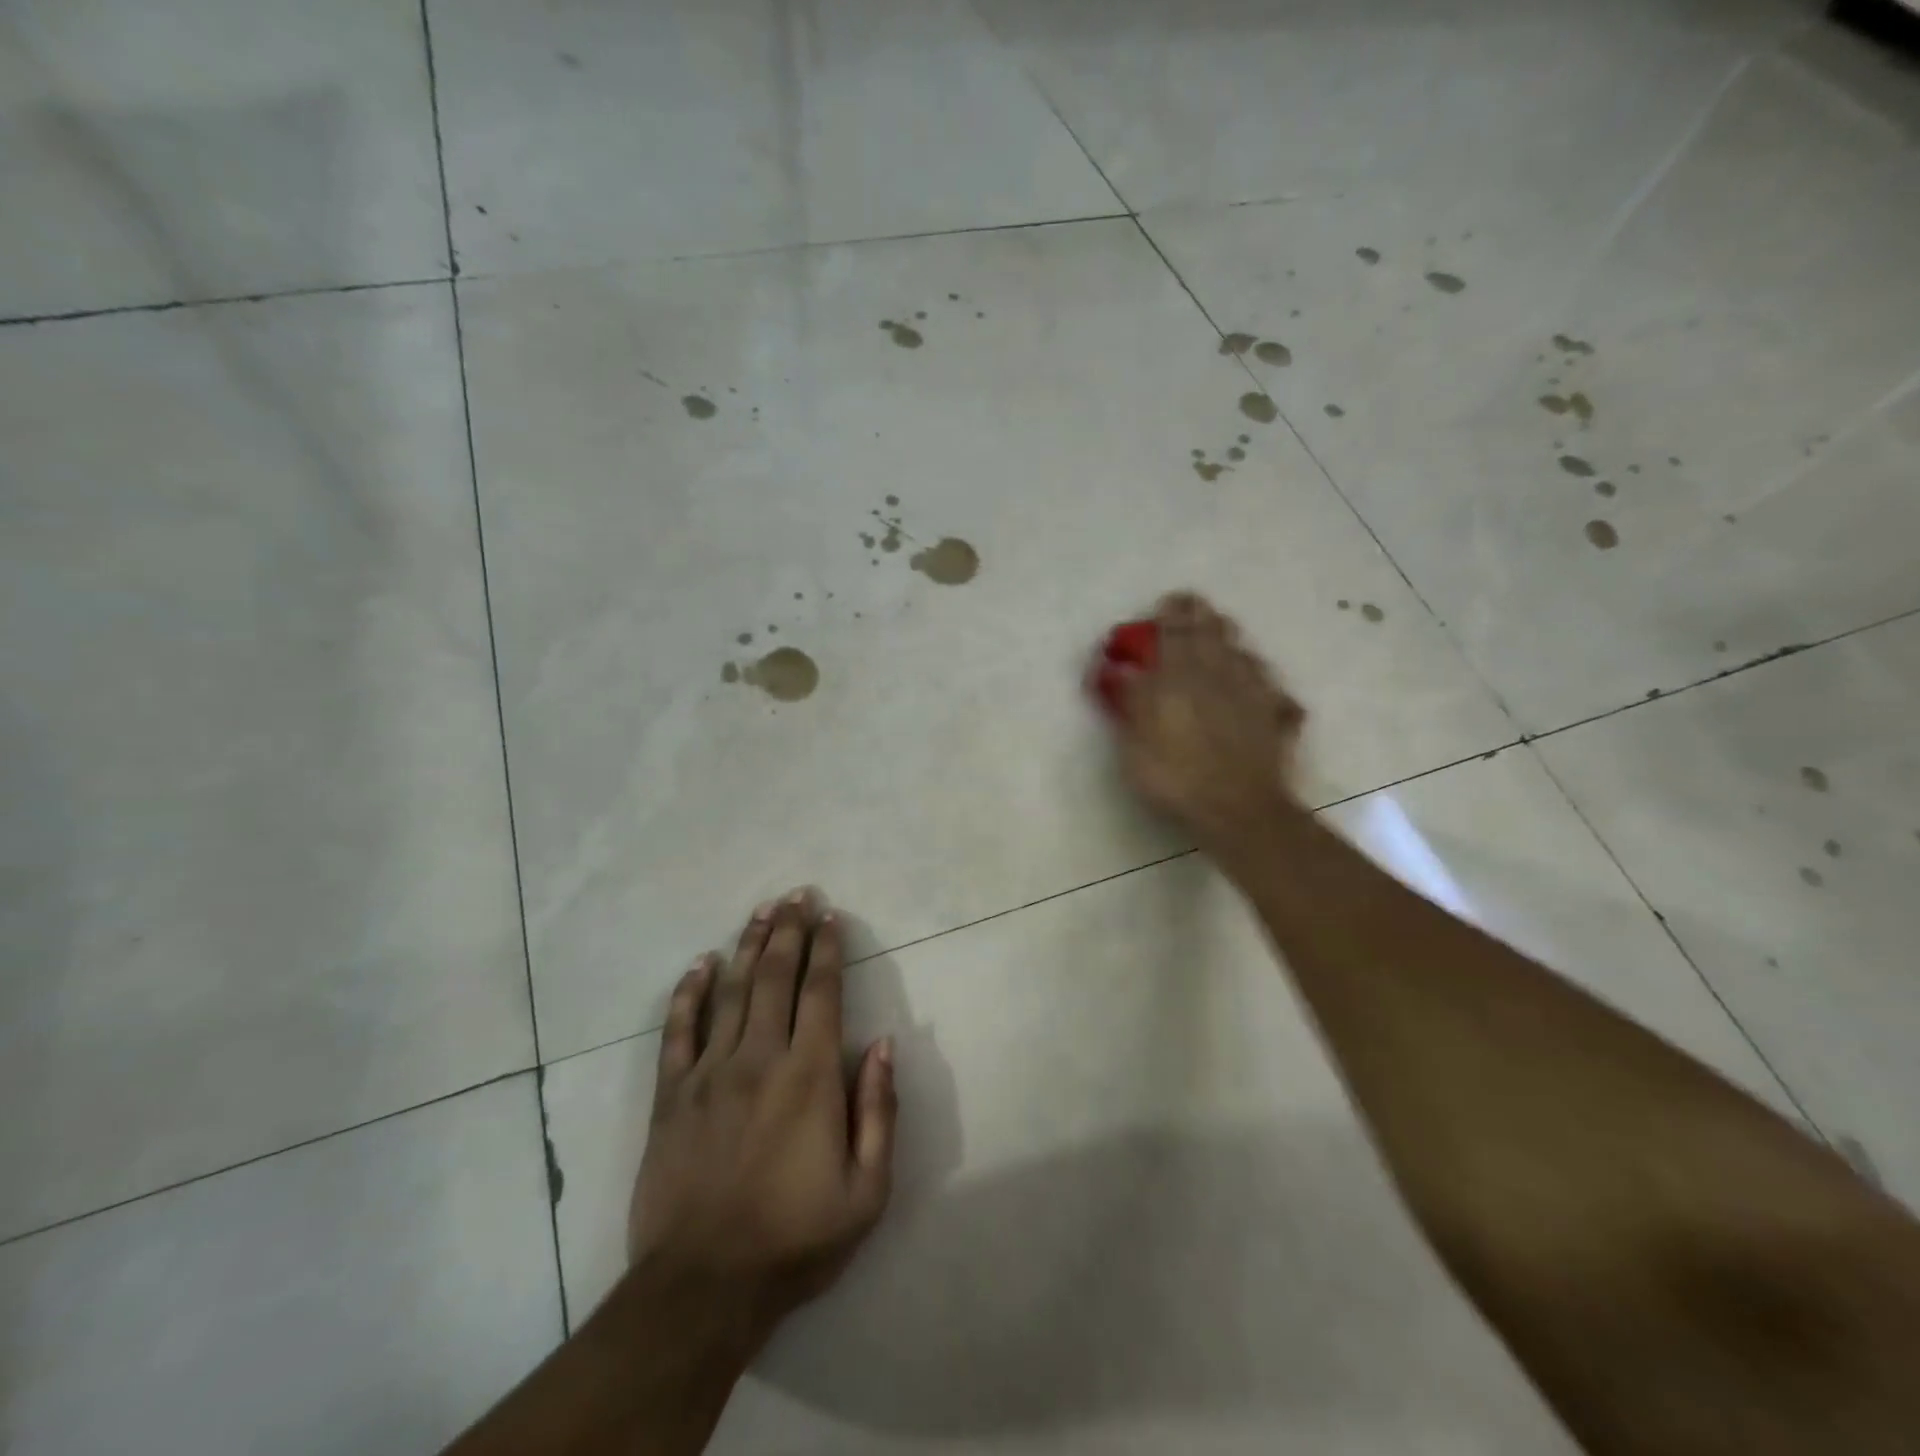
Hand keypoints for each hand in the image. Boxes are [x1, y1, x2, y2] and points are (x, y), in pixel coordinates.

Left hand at [629, 892, 895, 1353]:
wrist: (703, 1289)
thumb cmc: (795, 1239)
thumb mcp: (867, 1190)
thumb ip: (878, 1110)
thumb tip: (883, 1045)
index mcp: (809, 1076)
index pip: (821, 992)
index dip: (827, 948)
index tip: (831, 915)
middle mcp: (760, 1058)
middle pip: (775, 976)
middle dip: (788, 930)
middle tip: (796, 894)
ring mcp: (710, 1072)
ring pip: (731, 991)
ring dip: (747, 946)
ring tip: (761, 911)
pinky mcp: (671, 1095)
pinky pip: (678, 1030)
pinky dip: (689, 992)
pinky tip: (700, 964)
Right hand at [1107, 592, 1306, 853]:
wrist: (1238, 808)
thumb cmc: (1175, 777)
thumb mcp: (1134, 744)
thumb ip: (1130, 702)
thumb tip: (1121, 670)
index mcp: (1179, 676)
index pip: (1174, 631)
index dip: (1171, 613)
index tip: (1166, 602)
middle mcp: (1218, 673)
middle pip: (1212, 631)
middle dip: (1200, 616)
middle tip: (1191, 609)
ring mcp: (1252, 690)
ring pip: (1241, 650)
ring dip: (1226, 639)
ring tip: (1217, 635)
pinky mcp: (1275, 712)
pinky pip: (1265, 681)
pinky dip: (1254, 673)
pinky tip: (1251, 678)